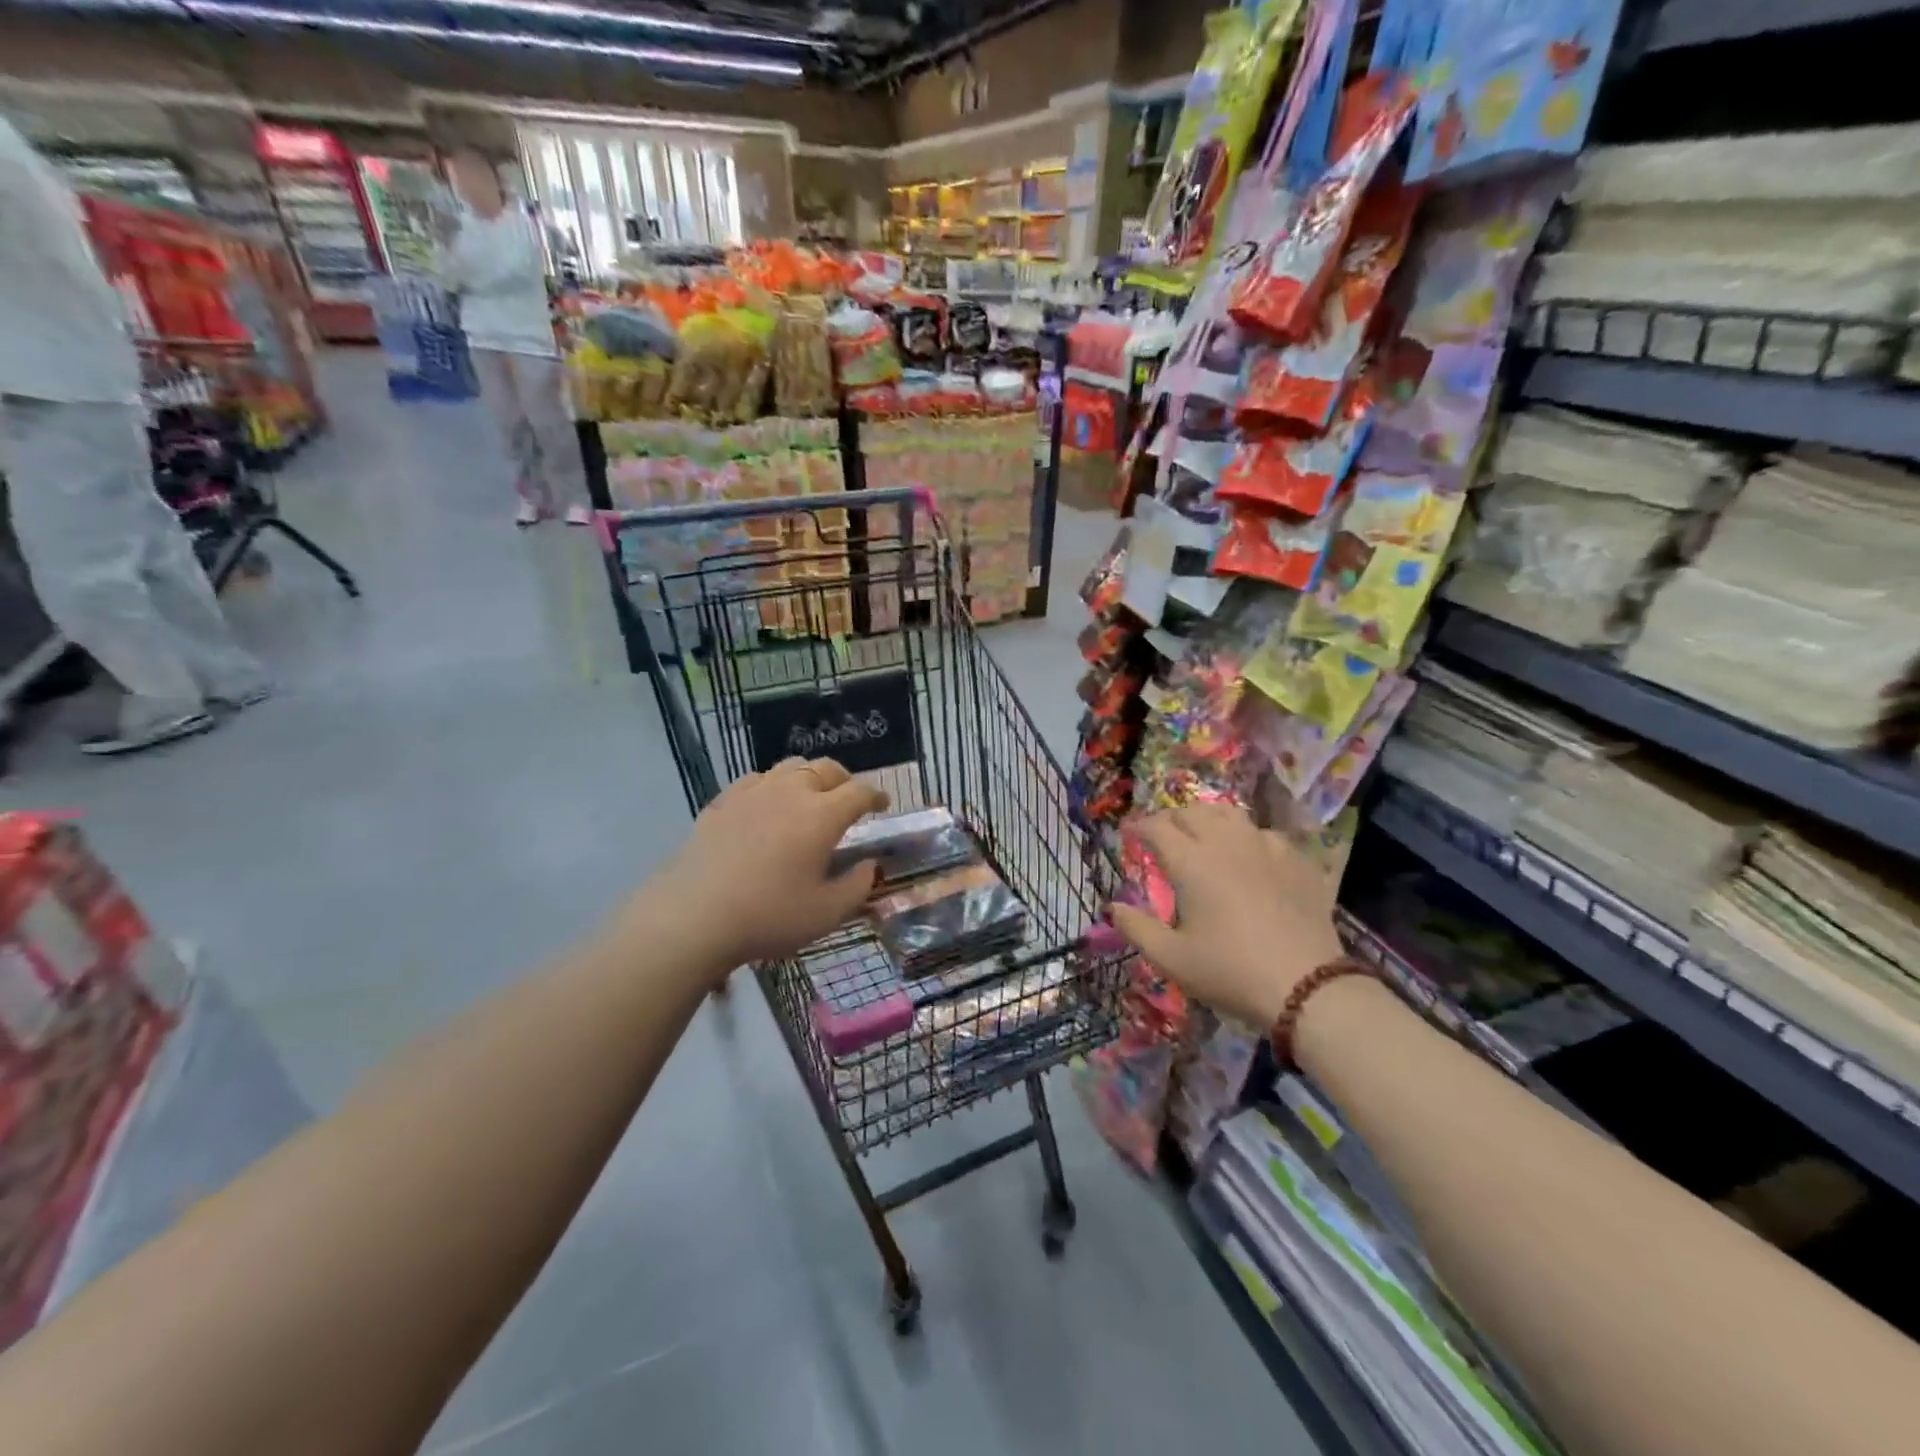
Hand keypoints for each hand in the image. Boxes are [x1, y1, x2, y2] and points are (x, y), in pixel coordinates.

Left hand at [647, 758, 888, 974]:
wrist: (694, 916)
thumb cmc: (769, 915)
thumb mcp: (827, 913)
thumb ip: (857, 886)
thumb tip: (870, 865)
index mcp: (822, 815)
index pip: (859, 792)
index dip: (876, 796)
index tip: (883, 805)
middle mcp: (791, 792)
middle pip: (826, 769)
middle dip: (845, 780)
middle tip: (849, 799)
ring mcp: (753, 793)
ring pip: (790, 767)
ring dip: (809, 777)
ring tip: (810, 797)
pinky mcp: (722, 802)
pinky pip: (756, 780)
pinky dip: (773, 785)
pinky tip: (767, 804)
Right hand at [1109, 803, 1344, 1027]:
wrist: (1307, 986)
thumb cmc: (1230, 971)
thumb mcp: (1172, 959)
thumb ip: (1137, 929)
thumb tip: (1113, 907)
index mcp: (1191, 861)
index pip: (1157, 827)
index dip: (1138, 827)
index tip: (1128, 834)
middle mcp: (1226, 842)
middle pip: (1191, 812)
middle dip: (1170, 818)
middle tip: (1161, 835)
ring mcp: (1265, 846)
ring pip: (1229, 813)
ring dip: (1207, 818)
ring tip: (1202, 834)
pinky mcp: (1296, 859)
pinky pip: (1264, 833)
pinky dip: (1246, 836)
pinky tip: (1248, 854)